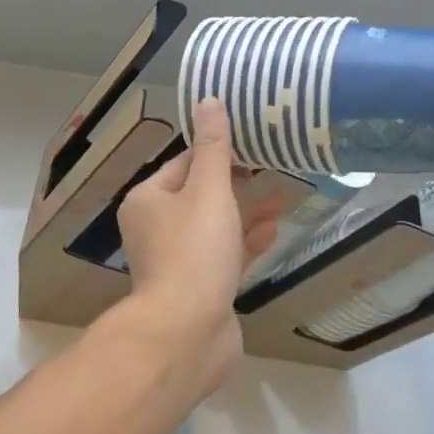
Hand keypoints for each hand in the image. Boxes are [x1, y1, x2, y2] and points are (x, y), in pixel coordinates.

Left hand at [93, 98, 284, 399]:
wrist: (186, 333)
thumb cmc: (194, 251)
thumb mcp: (207, 191)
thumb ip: (213, 148)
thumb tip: (208, 100)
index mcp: (148, 200)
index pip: (184, 163)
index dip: (217, 151)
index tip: (253, 143)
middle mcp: (156, 226)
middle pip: (200, 194)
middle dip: (238, 182)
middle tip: (275, 167)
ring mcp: (177, 260)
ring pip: (215, 226)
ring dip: (247, 211)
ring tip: (284, 196)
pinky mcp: (198, 287)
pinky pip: (224, 255)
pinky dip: (245, 241)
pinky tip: (273, 231)